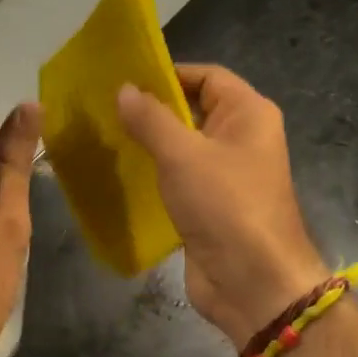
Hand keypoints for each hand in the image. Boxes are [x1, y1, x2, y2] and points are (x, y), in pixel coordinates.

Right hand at [117, 64, 324, 345]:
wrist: (252, 282)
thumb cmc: (225, 205)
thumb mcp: (183, 154)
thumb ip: (151, 119)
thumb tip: (124, 90)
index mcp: (248, 114)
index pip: (207, 76)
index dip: (169, 74)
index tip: (124, 80)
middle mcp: (241, 139)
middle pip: (194, 111)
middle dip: (153, 110)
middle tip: (105, 109)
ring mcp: (226, 176)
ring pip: (183, 149)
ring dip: (150, 145)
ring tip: (105, 139)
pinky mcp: (210, 208)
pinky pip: (179, 181)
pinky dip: (154, 177)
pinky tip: (121, 175)